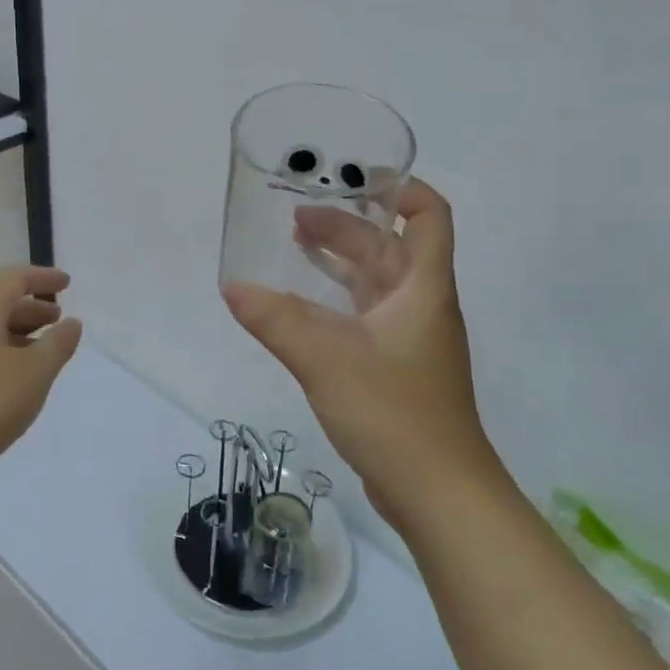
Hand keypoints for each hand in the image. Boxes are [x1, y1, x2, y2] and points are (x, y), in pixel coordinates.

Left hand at [0, 266, 83, 486]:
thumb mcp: (34, 373)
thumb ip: (57, 345)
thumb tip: (71, 323)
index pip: (14, 279)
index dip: (42, 278)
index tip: (66, 284)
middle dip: (31, 307)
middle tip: (57, 319)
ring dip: (17, 332)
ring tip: (42, 351)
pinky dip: (1, 353)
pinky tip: (14, 379)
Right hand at [222, 178, 496, 526]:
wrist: (438, 493)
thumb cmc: (394, 412)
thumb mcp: (326, 359)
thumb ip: (277, 320)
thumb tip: (232, 287)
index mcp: (422, 289)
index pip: (428, 217)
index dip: (402, 189)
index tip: (359, 176)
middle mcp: (420, 306)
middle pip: (390, 247)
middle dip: (348, 225)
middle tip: (297, 216)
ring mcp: (410, 340)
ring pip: (375, 283)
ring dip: (340, 260)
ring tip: (294, 247)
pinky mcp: (395, 369)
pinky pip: (364, 316)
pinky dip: (335, 300)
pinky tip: (300, 309)